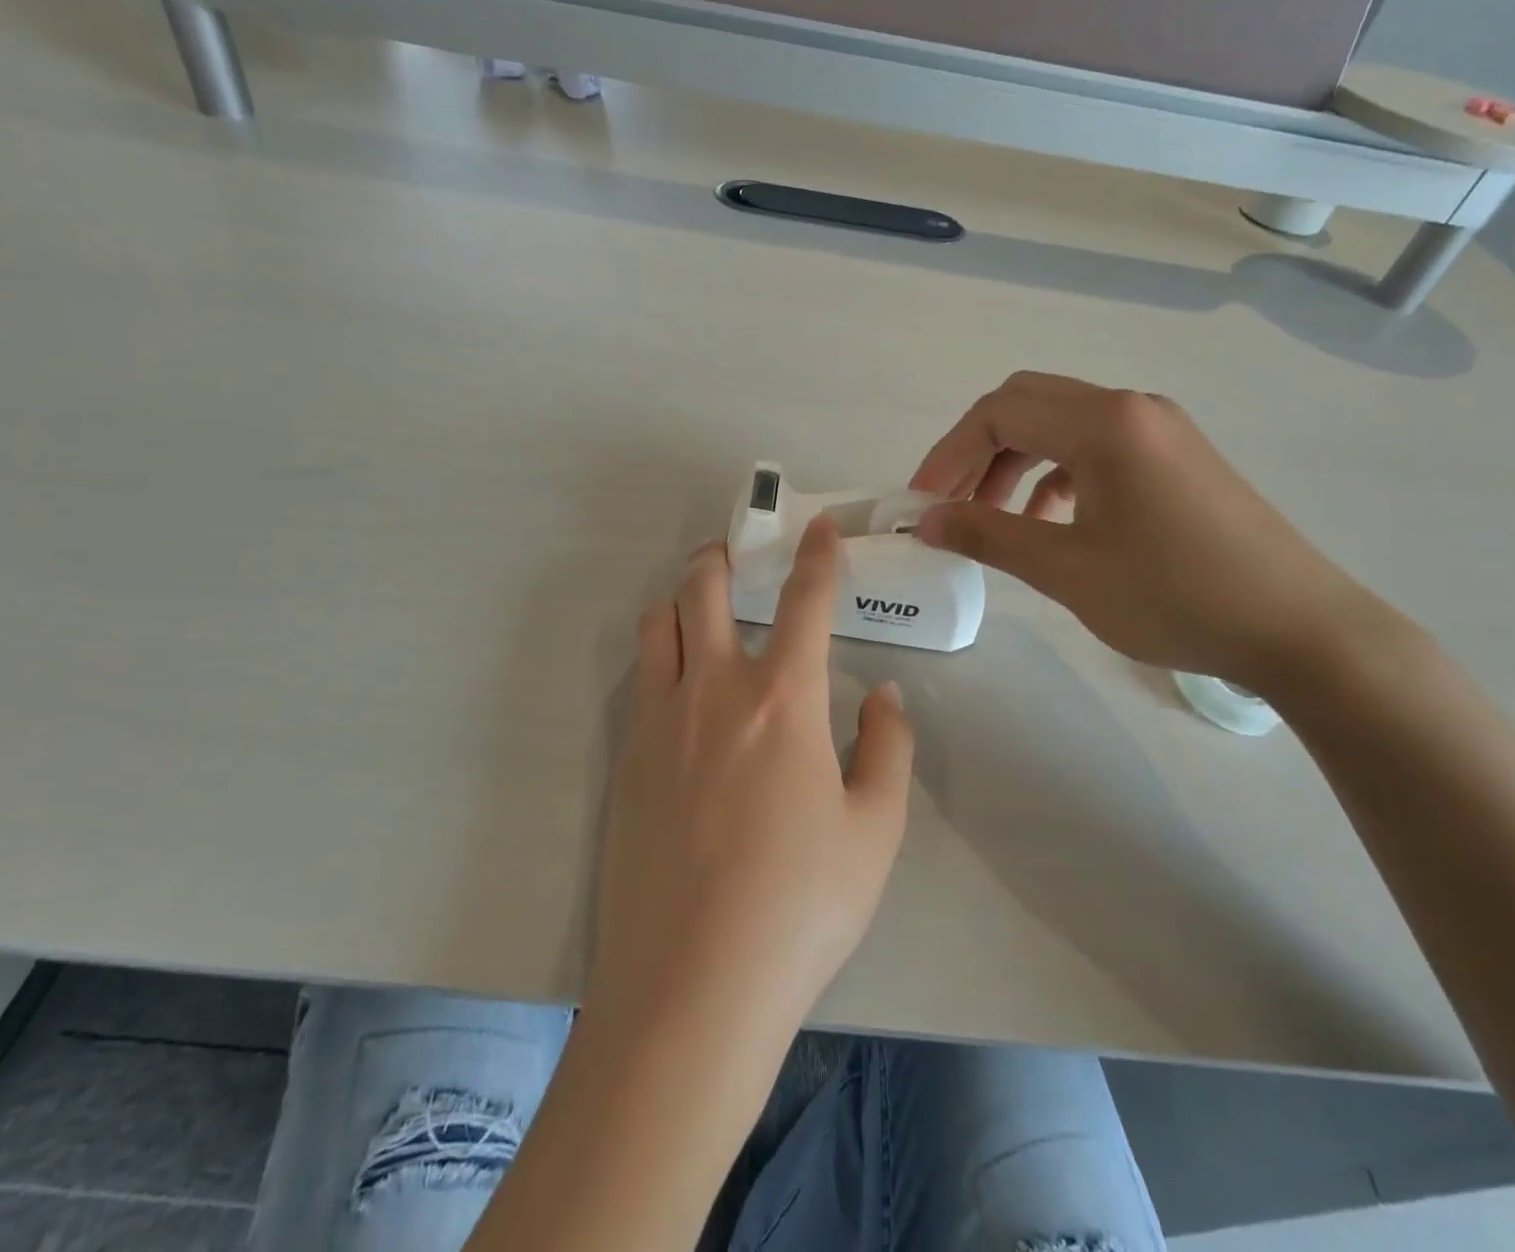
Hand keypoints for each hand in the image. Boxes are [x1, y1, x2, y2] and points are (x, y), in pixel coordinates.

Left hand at [586, 518, 913, 1050]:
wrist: (690, 987)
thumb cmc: (800, 907)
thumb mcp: (875, 831)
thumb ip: (888, 748)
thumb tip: (882, 695)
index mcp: (782, 699)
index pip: (803, 599)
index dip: (816, 554)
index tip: (818, 527)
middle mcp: (713, 690)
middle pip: (702, 587)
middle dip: (721, 557)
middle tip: (737, 557)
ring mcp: (658, 722)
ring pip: (656, 624)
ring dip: (679, 601)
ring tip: (701, 612)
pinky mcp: (625, 759)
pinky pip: (641, 680)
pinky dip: (660, 658)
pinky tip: (682, 692)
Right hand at [911, 372, 1386, 692]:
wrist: (1299, 629)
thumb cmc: (1174, 595)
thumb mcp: (1066, 569)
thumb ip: (988, 535)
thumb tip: (926, 521)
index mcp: (1104, 423)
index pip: (998, 413)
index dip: (948, 454)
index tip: (921, 503)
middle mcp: (1130, 409)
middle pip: (1027, 405)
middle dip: (976, 451)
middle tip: (950, 503)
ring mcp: (1159, 430)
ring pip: (1060, 426)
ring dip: (1014, 462)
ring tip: (992, 517)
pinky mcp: (1175, 458)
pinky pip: (1096, 449)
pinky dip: (1055, 475)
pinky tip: (1049, 520)